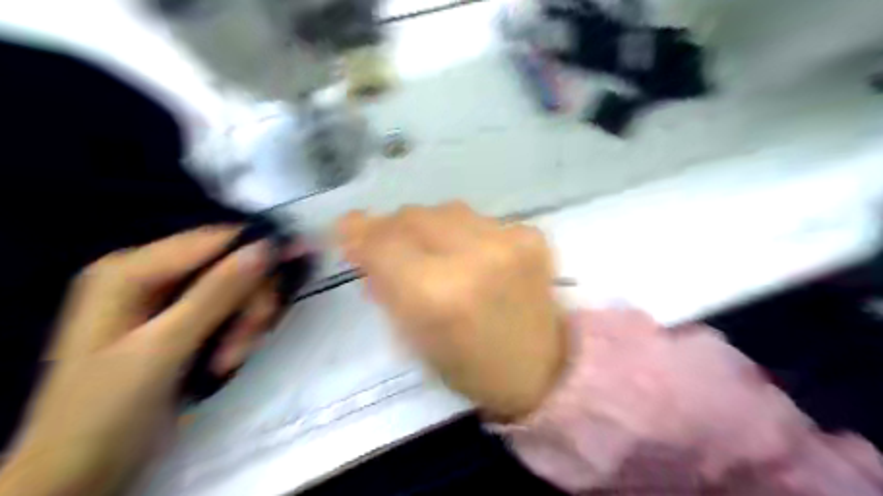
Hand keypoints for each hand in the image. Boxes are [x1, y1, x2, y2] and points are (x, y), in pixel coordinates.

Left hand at [1, 227, 287, 494]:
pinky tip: (229, 359)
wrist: (81, 473)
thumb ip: (216, 294)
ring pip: (234, 292)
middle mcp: (149, 276)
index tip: (303, 257)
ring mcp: (166, 301)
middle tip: (250, 339)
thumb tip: (264, 248)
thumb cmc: (108, 409)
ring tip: (232, 360)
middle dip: (248, 303)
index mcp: (130, 270)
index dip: (260, 248)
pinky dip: (238, 334)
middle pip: (228, 267)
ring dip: (245, 324)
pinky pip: (228, 312)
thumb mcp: (164, 348)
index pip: (213, 240)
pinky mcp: (181, 324)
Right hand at [340, 203, 565, 419]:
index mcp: (437, 295)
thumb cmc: (470, 367)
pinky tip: (475, 257)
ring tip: (435, 251)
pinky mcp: (532, 236)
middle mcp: (472, 258)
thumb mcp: (414, 338)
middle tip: (391, 244)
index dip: (359, 232)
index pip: (383, 243)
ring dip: (430, 227)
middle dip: (393, 227)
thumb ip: (386, 286)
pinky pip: (481, 220)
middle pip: (413, 216)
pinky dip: (467, 234)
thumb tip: (363, 247)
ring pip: (447, 210)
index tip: (349, 231)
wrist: (543, 369)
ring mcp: (508, 241)